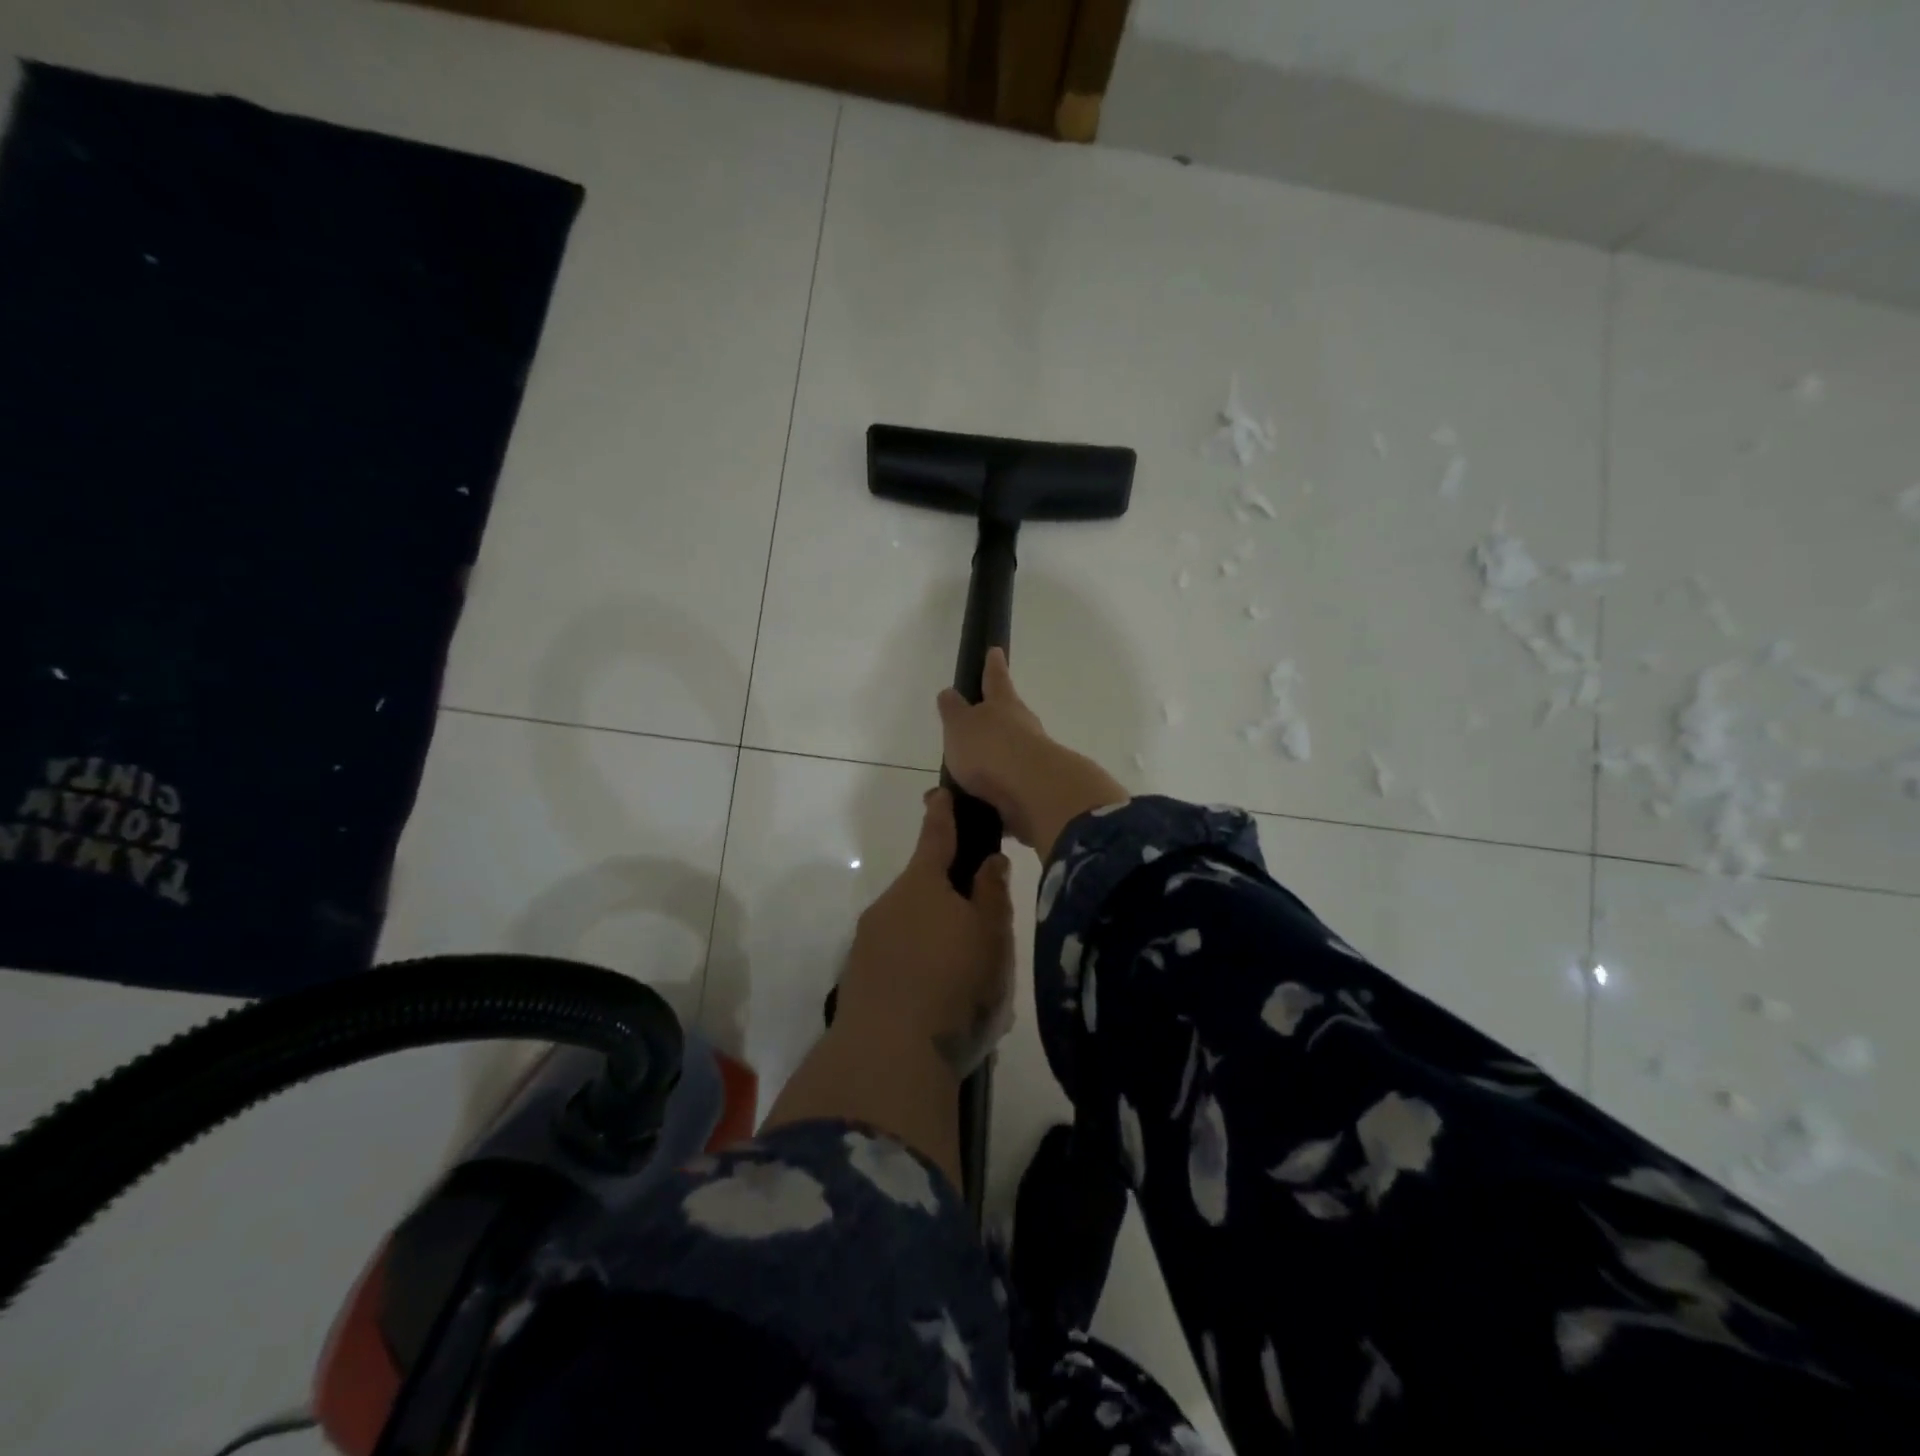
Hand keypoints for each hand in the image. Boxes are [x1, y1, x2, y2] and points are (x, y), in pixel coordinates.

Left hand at [837, 788, 1014, 1075]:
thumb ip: (992, 893)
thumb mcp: (991, 936)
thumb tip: (989, 860)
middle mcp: (889, 904)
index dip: (942, 814)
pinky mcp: (859, 978)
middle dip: (949, 899)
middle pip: (924, 889)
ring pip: (911, 928)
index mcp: (923, 884)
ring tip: (968, 982)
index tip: (941, 793)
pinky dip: (918, 969)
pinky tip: (939, 1003)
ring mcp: (868, 942)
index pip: (936, 836)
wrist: (888, 1056)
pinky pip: (897, 961)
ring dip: (935, 941)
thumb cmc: (954, 985)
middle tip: (983, 934)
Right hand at [937, 648, 1126, 856]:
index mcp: (1003, 705)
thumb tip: (949, 694)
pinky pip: (1008, 790)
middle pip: (1008, 717)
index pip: (995, 678)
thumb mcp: (960, 725)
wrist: (1034, 793)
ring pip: (1007, 756)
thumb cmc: (991, 749)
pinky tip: (974, 807)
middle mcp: (1023, 728)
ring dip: (988, 765)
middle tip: (973, 726)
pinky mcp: (1035, 791)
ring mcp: (1033, 760)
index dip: (993, 666)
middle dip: (992, 721)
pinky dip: (992, 795)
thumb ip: (953, 711)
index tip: (995, 651)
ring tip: (960, 781)